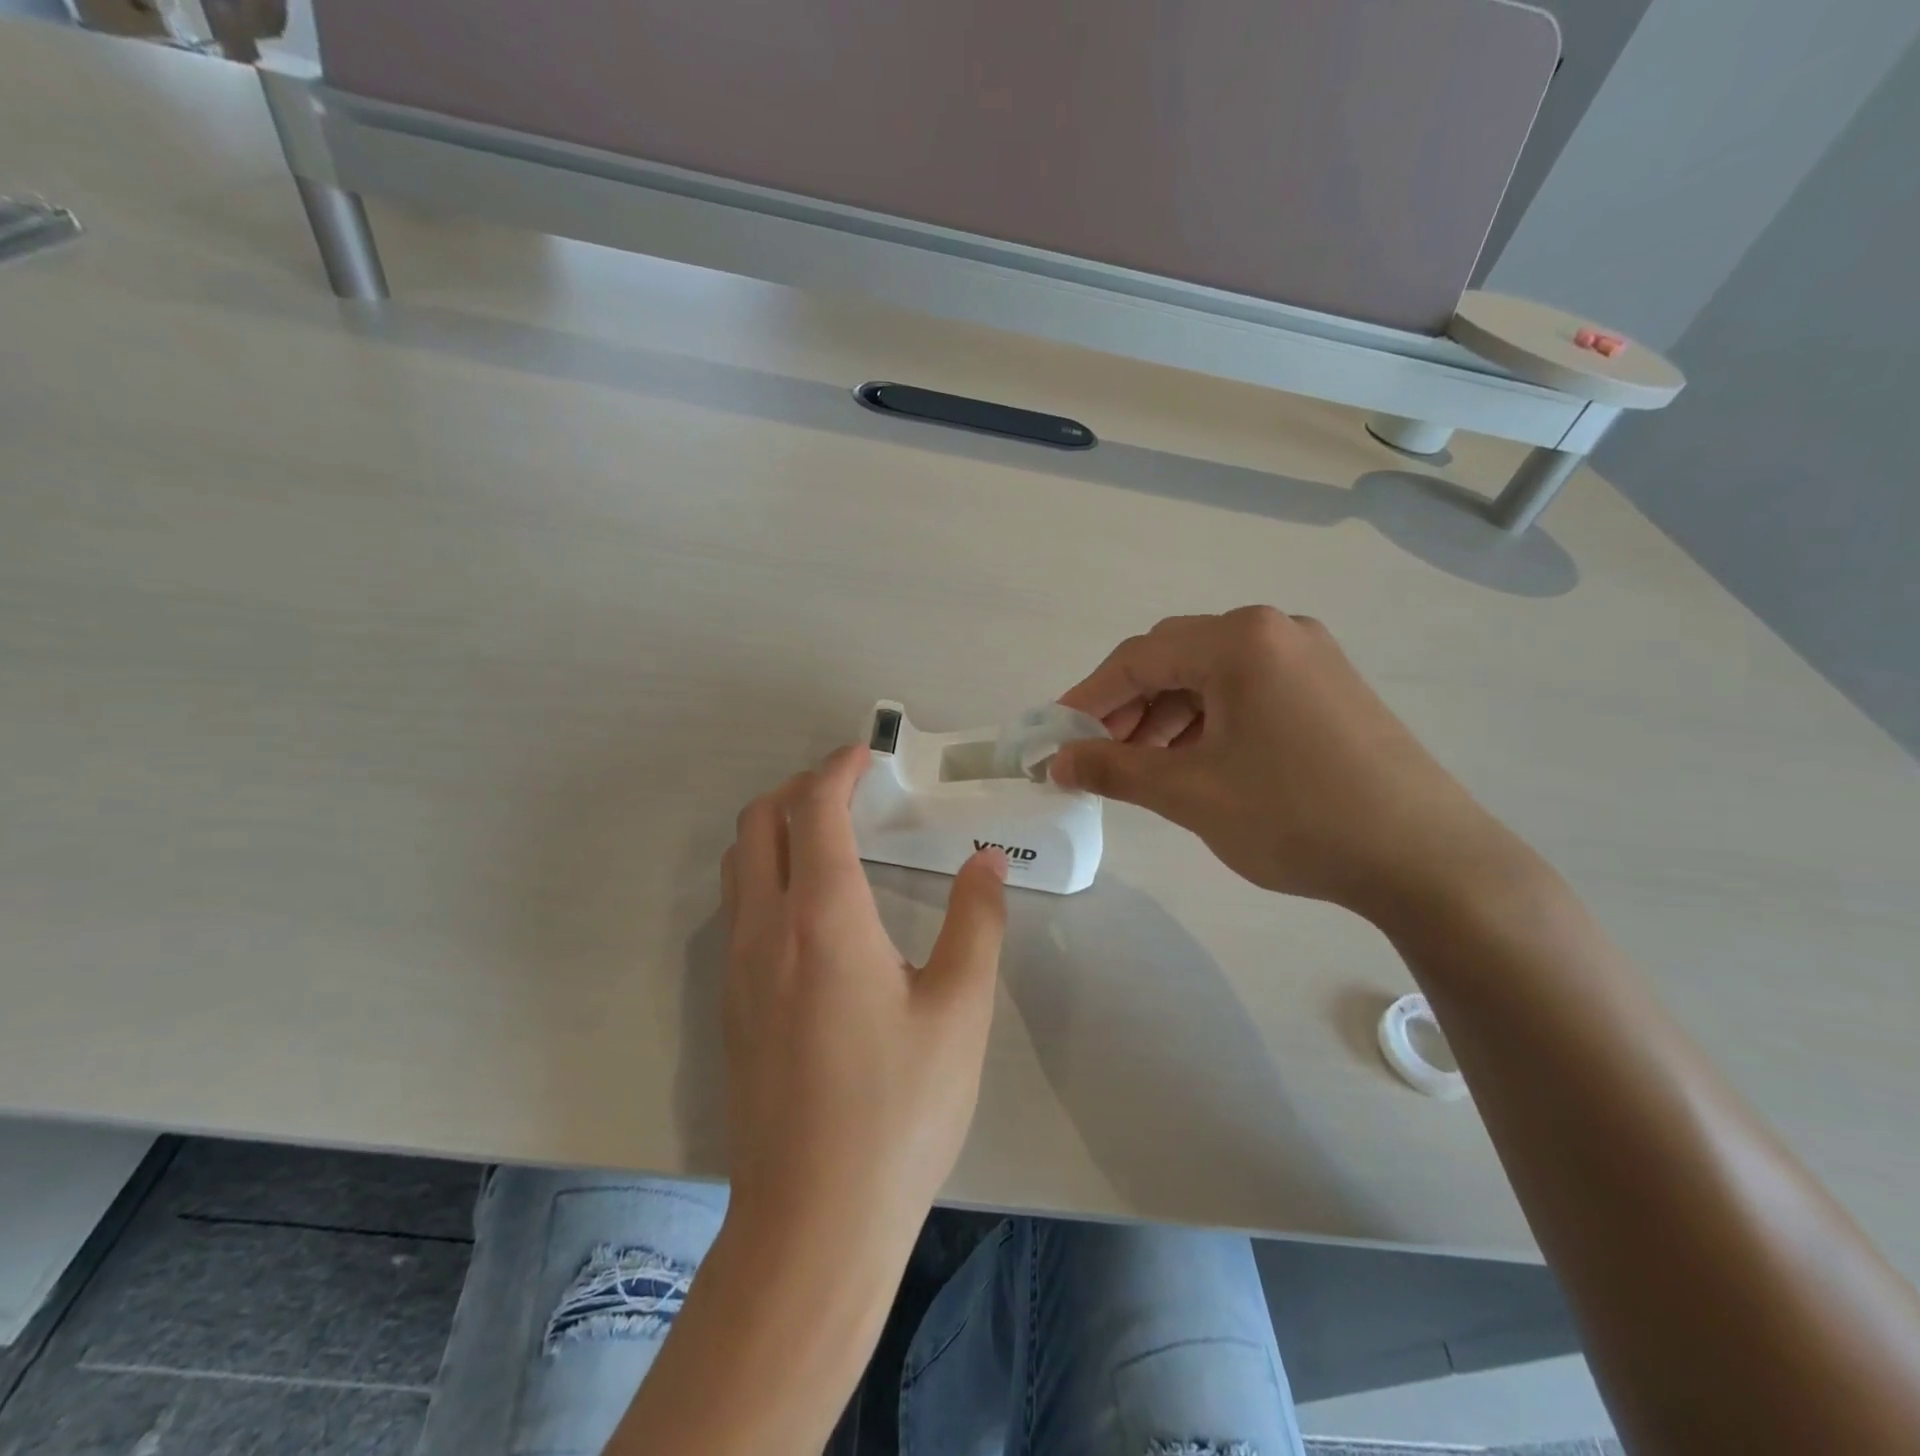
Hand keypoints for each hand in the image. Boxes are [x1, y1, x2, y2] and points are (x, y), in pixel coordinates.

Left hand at [719, 745, 1008, 1250]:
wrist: (812, 1221)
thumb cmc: (898, 1111)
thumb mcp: (960, 1011)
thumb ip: (977, 921)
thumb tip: (986, 860)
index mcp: (823, 920)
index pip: (815, 810)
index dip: (838, 769)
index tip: (868, 755)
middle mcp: (766, 929)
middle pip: (759, 821)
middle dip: (800, 788)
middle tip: (850, 792)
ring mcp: (736, 967)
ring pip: (739, 862)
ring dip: (776, 828)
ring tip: (830, 838)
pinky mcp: (728, 1003)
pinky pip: (736, 905)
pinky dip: (766, 872)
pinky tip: (811, 908)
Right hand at [1051, 607, 1523, 923]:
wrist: (1427, 859)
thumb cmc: (1296, 816)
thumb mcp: (1190, 793)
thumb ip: (1114, 768)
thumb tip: (1056, 762)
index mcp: (1240, 640)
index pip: (1138, 658)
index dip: (1087, 698)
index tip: (1054, 737)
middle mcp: (1275, 630)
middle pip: (1174, 658)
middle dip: (1127, 706)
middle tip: (1098, 755)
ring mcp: (1310, 656)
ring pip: (1211, 675)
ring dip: (1166, 715)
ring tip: (1145, 766)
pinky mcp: (1330, 687)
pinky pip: (1248, 690)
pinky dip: (1209, 720)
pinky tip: (1198, 761)